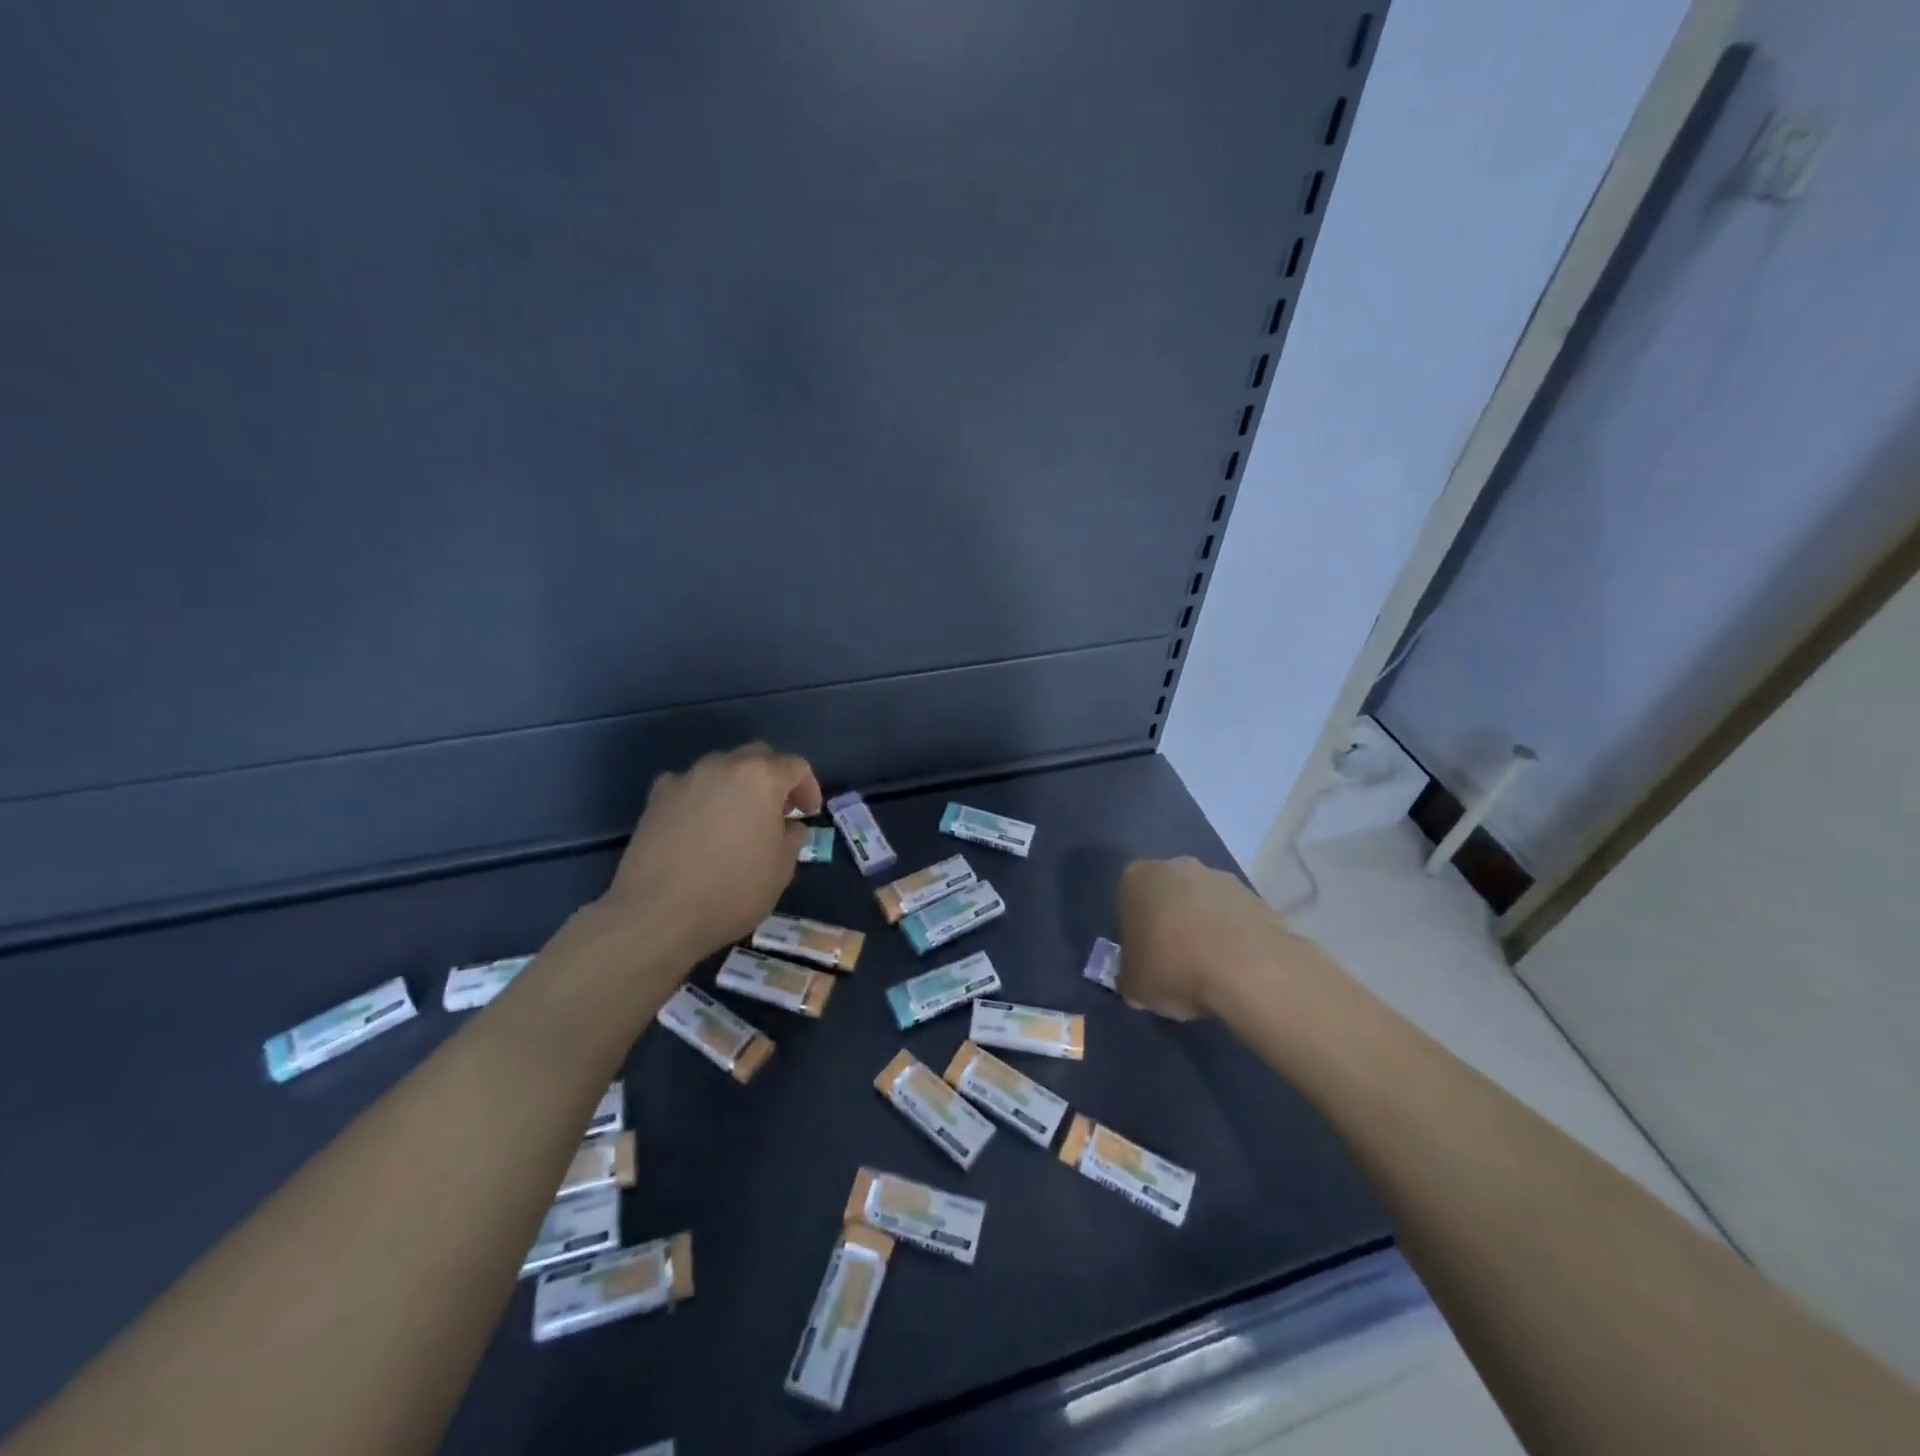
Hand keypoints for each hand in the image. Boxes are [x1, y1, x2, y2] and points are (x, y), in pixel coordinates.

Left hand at [597, 743, 822, 965]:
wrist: (658, 915)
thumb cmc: (732, 891)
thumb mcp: (782, 869)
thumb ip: (792, 837)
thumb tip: (787, 825)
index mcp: (761, 778)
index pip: (796, 766)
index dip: (808, 788)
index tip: (808, 814)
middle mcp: (723, 766)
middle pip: (757, 756)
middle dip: (773, 778)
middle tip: (778, 811)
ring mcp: (685, 779)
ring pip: (721, 768)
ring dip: (737, 785)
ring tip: (737, 819)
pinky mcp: (656, 798)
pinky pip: (689, 786)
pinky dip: (702, 797)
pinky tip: (700, 826)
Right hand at [1116, 856, 1296, 1018]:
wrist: (1247, 970)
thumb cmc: (1173, 968)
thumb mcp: (1134, 986)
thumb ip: (1130, 977)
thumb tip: (1136, 982)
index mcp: (1138, 878)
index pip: (1129, 899)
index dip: (1136, 930)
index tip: (1145, 957)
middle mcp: (1177, 866)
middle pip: (1168, 895)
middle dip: (1171, 921)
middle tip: (1176, 962)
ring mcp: (1220, 878)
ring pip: (1204, 903)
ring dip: (1204, 927)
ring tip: (1211, 969)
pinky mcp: (1256, 896)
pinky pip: (1235, 916)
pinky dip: (1234, 936)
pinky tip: (1237, 967)